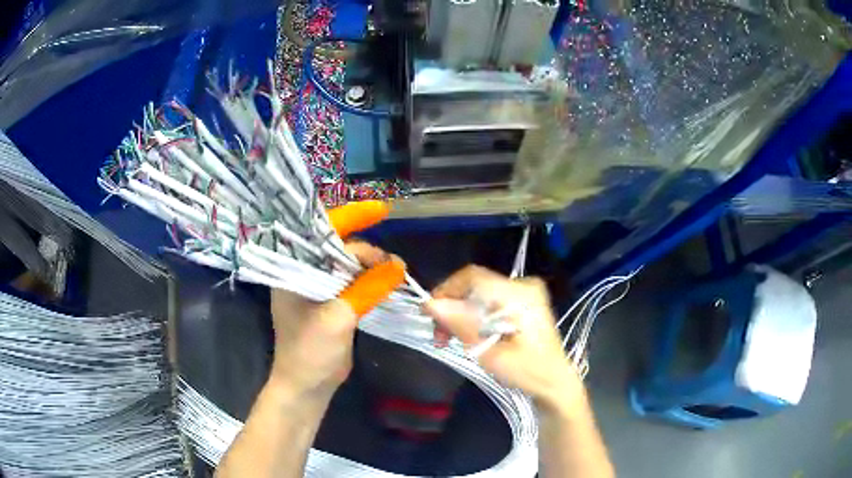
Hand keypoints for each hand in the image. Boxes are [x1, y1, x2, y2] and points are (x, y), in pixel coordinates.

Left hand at [268, 201, 404, 400]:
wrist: (307, 387)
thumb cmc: (310, 352)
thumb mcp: (337, 318)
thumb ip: (366, 289)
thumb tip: (398, 264)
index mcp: (293, 270)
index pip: (320, 233)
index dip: (350, 218)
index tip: (380, 211)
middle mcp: (304, 273)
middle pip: (339, 248)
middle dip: (367, 250)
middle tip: (394, 264)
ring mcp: (319, 288)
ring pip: (349, 265)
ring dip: (373, 266)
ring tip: (397, 272)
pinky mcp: (332, 303)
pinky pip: (354, 283)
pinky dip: (371, 280)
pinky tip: (389, 282)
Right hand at [424, 265, 583, 410]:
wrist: (553, 382)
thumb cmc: (526, 372)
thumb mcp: (490, 353)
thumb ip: (461, 325)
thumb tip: (429, 304)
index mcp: (519, 294)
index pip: (473, 277)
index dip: (446, 291)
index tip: (428, 315)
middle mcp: (523, 285)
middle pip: (474, 285)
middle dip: (451, 307)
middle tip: (438, 335)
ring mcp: (524, 292)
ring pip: (479, 293)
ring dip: (460, 313)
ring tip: (448, 339)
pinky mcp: (522, 302)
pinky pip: (488, 300)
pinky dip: (473, 315)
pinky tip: (467, 334)